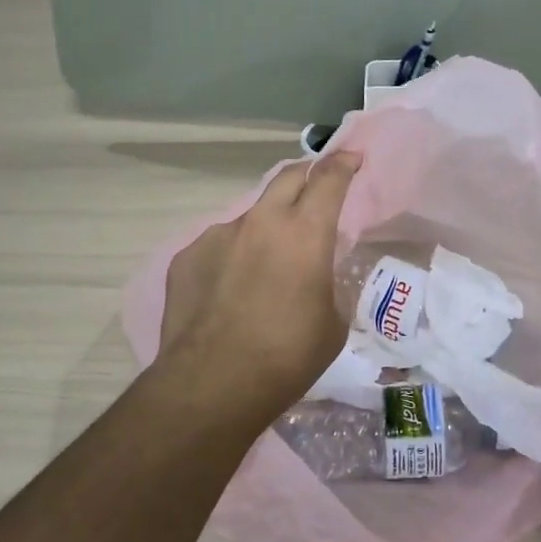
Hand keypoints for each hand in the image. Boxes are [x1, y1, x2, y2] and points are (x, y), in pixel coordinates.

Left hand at [156, 152, 360, 409]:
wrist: (212, 384)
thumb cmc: (287, 357)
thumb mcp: (332, 323)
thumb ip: (327, 285)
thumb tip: (315, 278)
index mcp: (304, 233)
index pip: (328, 179)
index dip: (344, 163)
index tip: (352, 157)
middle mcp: (261, 222)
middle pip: (287, 178)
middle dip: (307, 175)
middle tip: (317, 188)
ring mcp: (218, 235)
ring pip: (251, 216)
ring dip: (267, 225)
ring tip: (268, 262)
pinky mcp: (188, 255)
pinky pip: (220, 245)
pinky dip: (234, 255)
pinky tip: (231, 289)